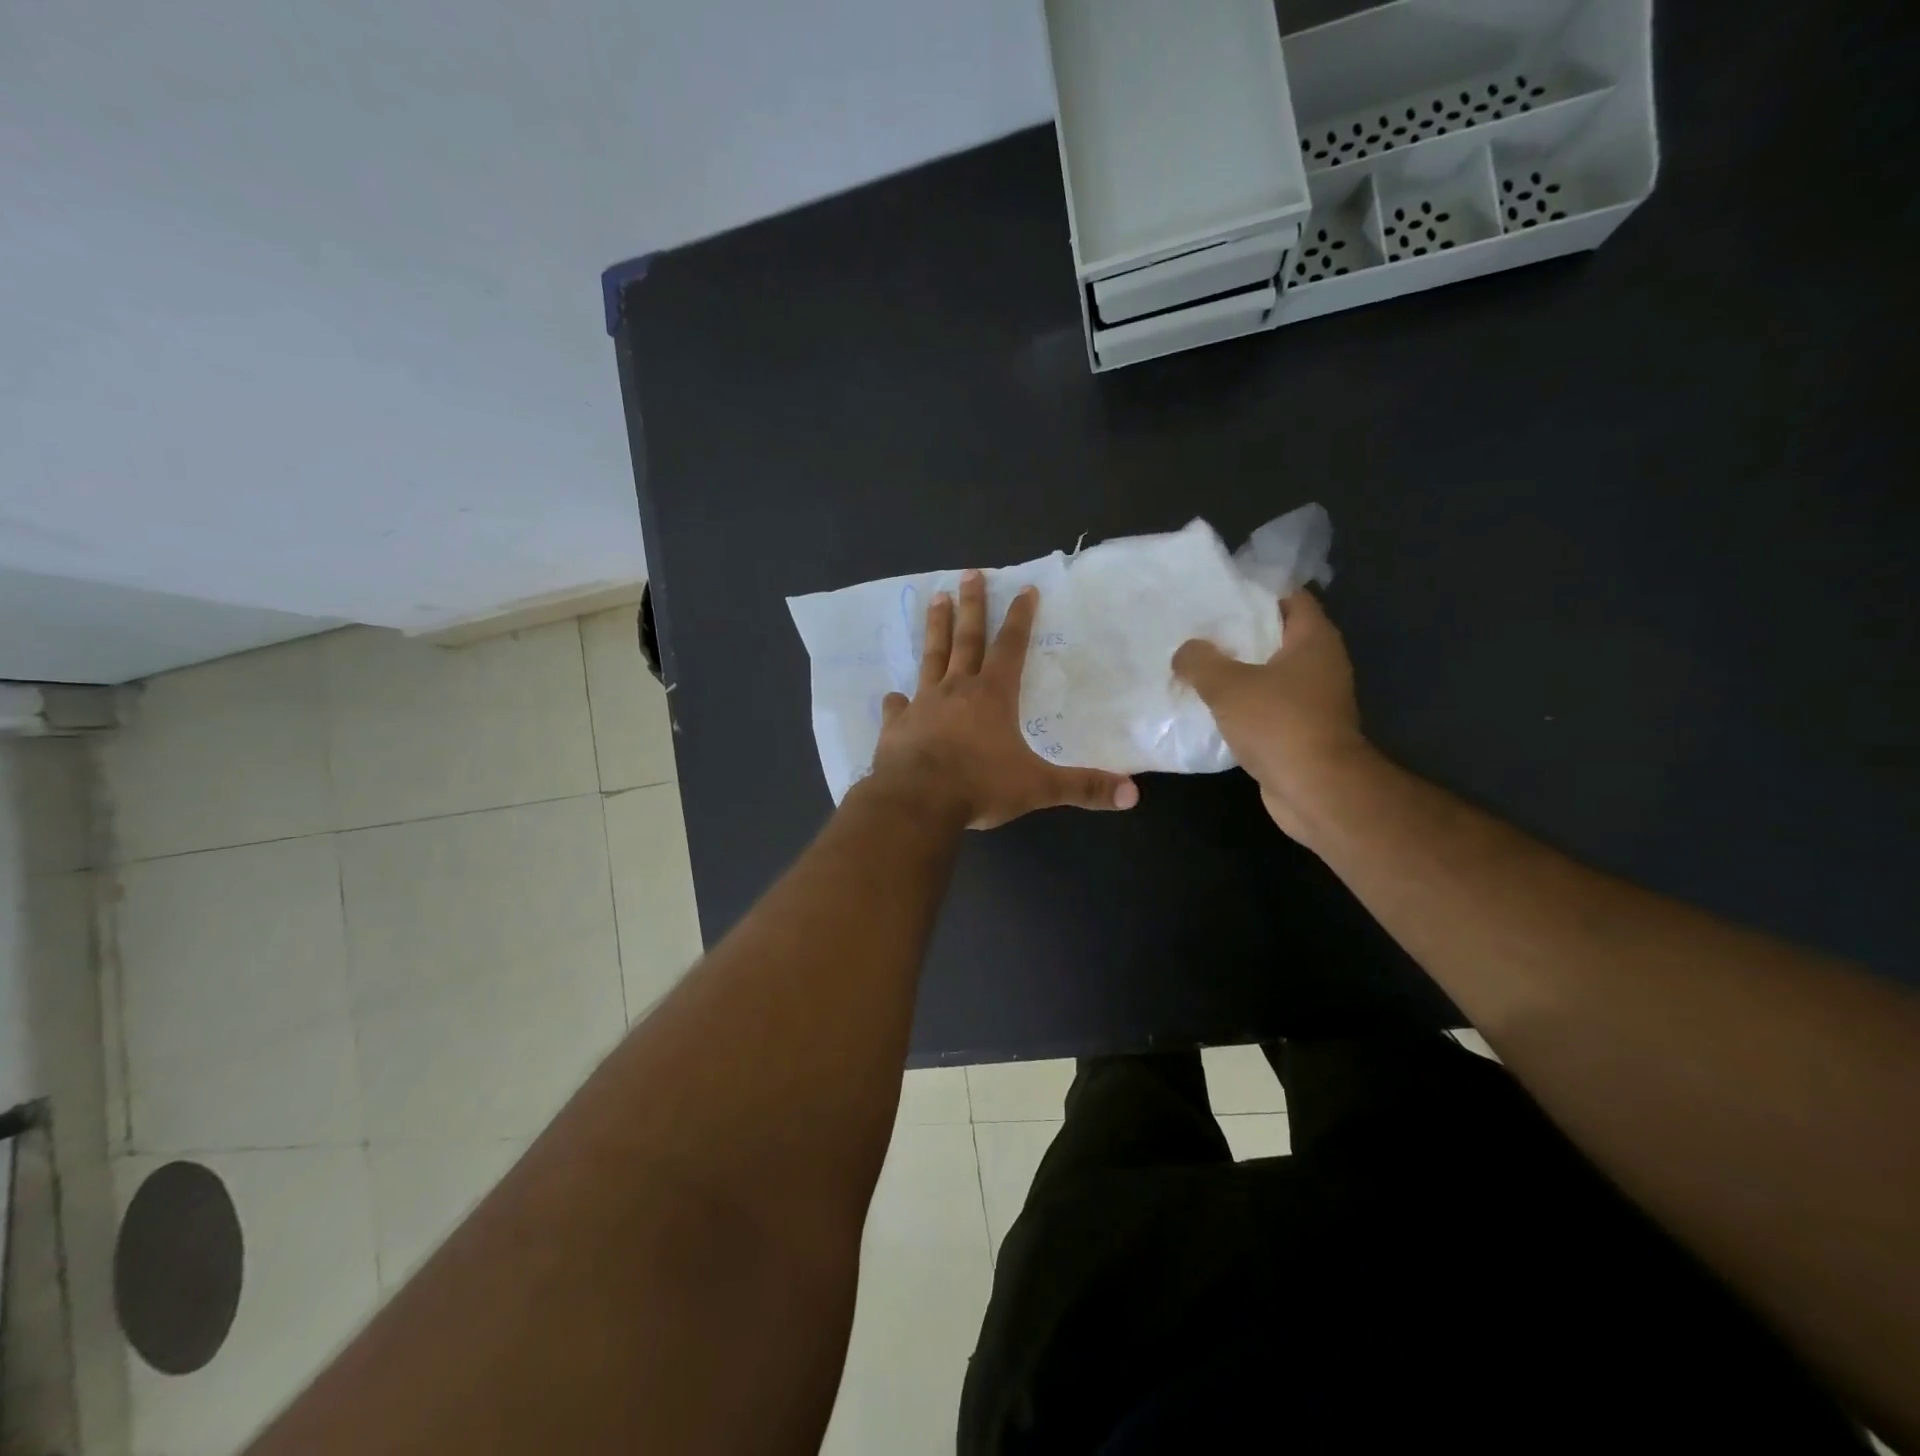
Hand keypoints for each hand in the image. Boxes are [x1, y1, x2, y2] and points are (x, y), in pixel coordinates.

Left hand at [866, 571, 1138, 829]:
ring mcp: (922, 704)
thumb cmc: (979, 787)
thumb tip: (1133, 794)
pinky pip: (897, 706)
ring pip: (931, 657)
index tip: (1024, 588)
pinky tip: (894, 695)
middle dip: (972, 605)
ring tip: (936, 599)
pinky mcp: (896, 725)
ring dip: (935, 628)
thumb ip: (1083, 787)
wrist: (916, 801)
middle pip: (966, 638)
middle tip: (969, 574)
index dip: (1020, 618)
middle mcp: (957, 689)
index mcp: (993, 695)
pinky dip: (897, 700)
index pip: (1011, 647)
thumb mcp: (1038, 787)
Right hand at [1172, 590, 1369, 843]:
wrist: (1315, 789)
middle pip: (1277, 635)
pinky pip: (1268, 705)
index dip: (1256, 590)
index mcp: (1313, 639)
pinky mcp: (1302, 730)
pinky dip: (1243, 703)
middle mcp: (1320, 663)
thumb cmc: (1279, 723)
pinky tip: (1210, 706)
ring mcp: (1314, 699)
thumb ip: (1200, 661)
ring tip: (1197, 666)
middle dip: (1239, 632)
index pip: (1290, 597)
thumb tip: (1185, 651)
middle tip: (1197, 629)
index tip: (1219, 593)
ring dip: (1238, 671)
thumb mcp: (1227, 685)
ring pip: (1270, 673)